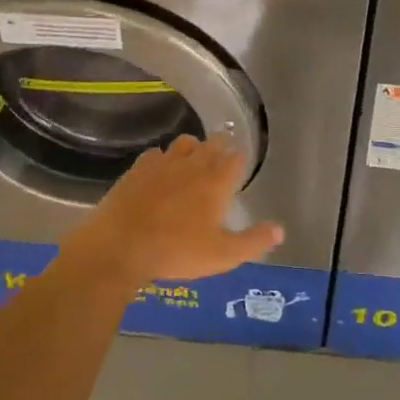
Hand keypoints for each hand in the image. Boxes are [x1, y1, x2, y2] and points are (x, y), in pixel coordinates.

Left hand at [61, 135, 282, 290]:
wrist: (120, 247)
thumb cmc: (177, 252)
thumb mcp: (223, 255)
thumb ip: (254, 241)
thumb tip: (279, 230)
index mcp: (215, 182)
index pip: (235, 159)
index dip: (240, 159)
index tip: (241, 162)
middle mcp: (192, 165)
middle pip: (212, 144)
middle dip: (220, 145)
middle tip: (223, 152)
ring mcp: (162, 164)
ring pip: (183, 143)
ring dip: (193, 147)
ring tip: (194, 158)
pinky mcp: (137, 170)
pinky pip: (155, 154)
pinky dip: (162, 159)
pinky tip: (160, 170)